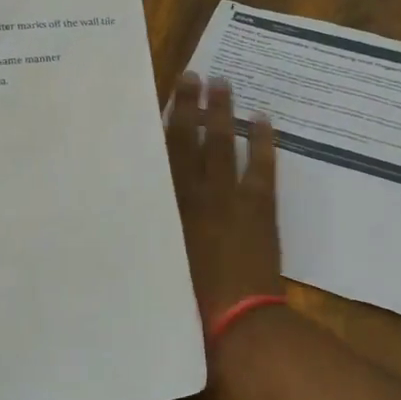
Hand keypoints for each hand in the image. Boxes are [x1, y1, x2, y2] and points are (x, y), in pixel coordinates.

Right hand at [165, 73, 282, 329]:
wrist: (237, 324)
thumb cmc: (187, 300)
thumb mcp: (157, 259)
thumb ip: (151, 228)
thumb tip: (136, 206)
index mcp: (169, 204)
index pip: (166, 152)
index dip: (168, 120)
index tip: (168, 93)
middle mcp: (197, 192)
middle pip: (194, 139)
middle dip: (194, 105)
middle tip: (195, 75)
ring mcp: (232, 197)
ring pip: (225, 145)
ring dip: (225, 113)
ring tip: (224, 83)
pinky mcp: (260, 209)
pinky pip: (262, 168)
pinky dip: (264, 143)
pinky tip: (263, 119)